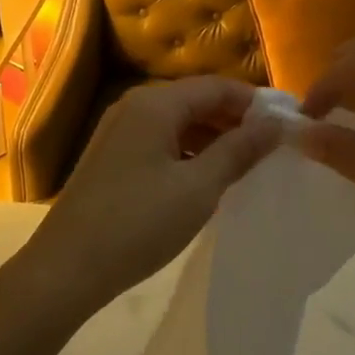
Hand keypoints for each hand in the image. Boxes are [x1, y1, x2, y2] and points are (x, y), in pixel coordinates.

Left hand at [14, 76, 281, 319]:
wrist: (66, 268)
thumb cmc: (138, 223)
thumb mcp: (198, 188)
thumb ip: (239, 151)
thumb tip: (277, 124)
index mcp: (155, 103)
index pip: (216, 86)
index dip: (255, 102)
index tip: (288, 124)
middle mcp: (135, 106)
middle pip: (196, 100)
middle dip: (235, 120)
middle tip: (272, 148)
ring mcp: (119, 131)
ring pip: (178, 122)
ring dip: (213, 137)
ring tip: (247, 164)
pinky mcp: (112, 156)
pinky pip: (161, 140)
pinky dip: (189, 151)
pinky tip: (207, 177)